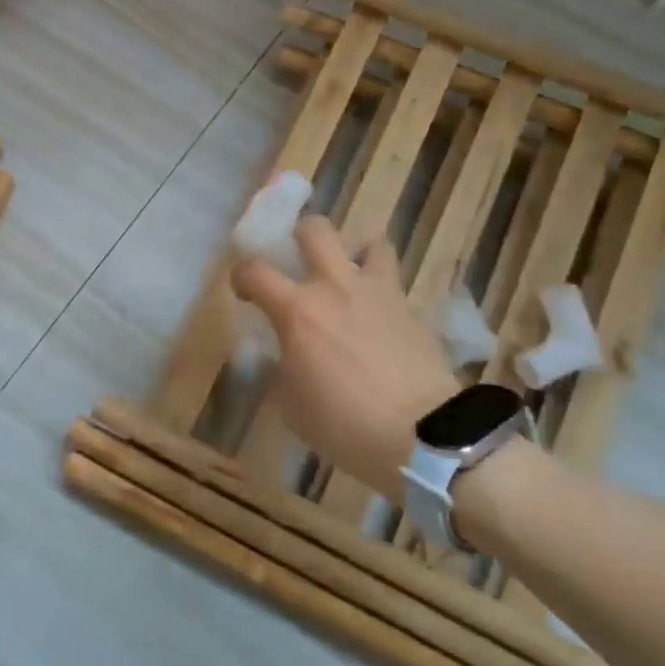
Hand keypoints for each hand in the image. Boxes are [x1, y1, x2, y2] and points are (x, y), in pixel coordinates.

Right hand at [231, 215, 460, 494]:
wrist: (423, 435)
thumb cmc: (344, 425)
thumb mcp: (293, 406)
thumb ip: (284, 368)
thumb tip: (288, 355)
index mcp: (297, 311)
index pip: (255, 271)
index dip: (241, 276)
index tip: (244, 291)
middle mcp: (335, 288)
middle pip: (316, 230)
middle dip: (301, 236)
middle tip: (299, 259)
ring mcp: (379, 293)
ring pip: (371, 243)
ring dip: (356, 253)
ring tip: (350, 277)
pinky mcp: (412, 310)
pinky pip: (393, 284)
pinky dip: (382, 292)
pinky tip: (380, 319)